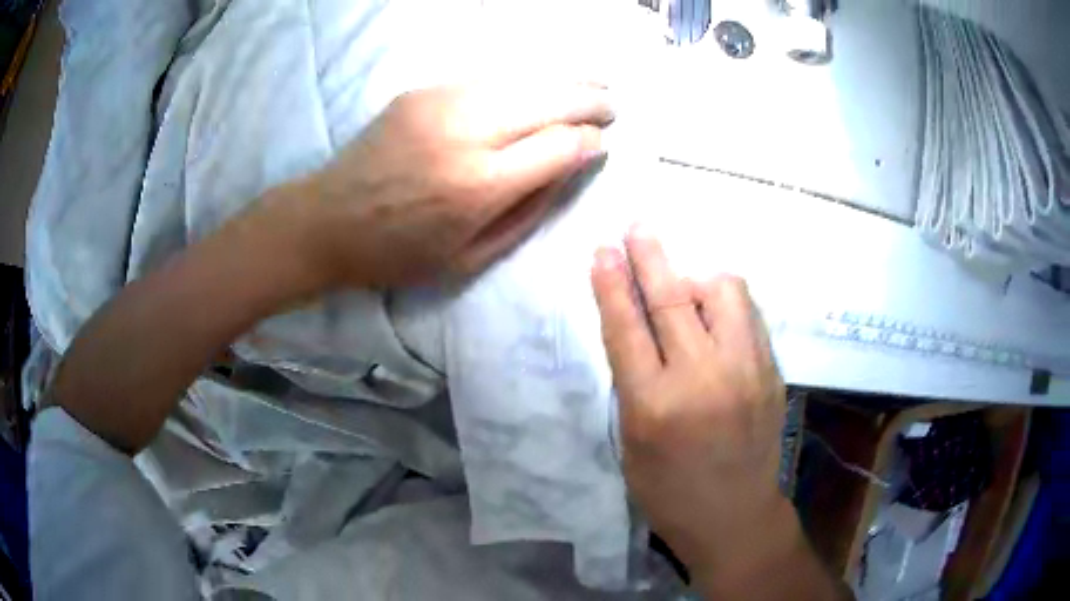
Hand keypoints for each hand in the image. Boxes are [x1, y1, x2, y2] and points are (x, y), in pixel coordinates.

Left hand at [278, 82, 611, 288]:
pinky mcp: (422, 90)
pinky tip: (543, 80)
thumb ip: (529, 212)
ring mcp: (441, 102)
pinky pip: (490, 75)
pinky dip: (525, 77)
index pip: (560, 145)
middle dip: (590, 100)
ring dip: (566, 78)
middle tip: (613, 105)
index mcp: (480, 185)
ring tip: (594, 82)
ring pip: (524, 77)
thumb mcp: (471, 258)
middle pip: (550, 100)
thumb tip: (572, 166)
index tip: (602, 142)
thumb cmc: (399, 253)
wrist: (329, 220)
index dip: (590, 141)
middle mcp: (467, 132)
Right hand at [591, 226, 787, 572]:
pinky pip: (748, 315)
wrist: (734, 515)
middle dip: (649, 255)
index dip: (612, 284)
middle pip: (672, 298)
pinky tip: (715, 317)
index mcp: (654, 406)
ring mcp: (746, 371)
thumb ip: (635, 381)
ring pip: (723, 292)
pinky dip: (726, 304)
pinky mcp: (772, 371)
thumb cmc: (669, 490)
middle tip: (636, 226)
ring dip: (697, 280)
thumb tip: (639, 327)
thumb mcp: (632, 442)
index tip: (603, 250)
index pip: (627, 328)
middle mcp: (702, 378)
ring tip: (686, 291)